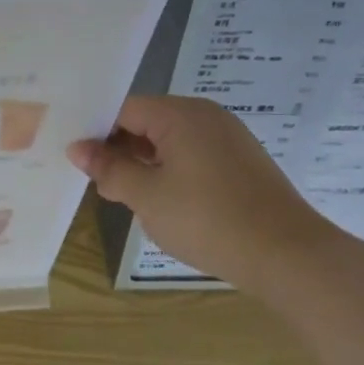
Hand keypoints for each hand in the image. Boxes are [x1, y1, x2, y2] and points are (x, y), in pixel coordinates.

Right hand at [68, 96, 339, 292]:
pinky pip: (192, 156)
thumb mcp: (146, 196)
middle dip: (118, 149)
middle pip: (147, 122)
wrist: (287, 255)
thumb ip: (109, 169)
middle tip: (95, 181)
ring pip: (169, 141)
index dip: (96, 132)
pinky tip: (161, 202)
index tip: (77, 161)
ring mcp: (228, 139)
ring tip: (123, 195)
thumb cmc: (207, 219)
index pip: (124, 109)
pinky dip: (169, 172)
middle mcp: (206, 117)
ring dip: (142, 163)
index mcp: (181, 115)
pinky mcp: (240, 163)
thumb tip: (77, 149)